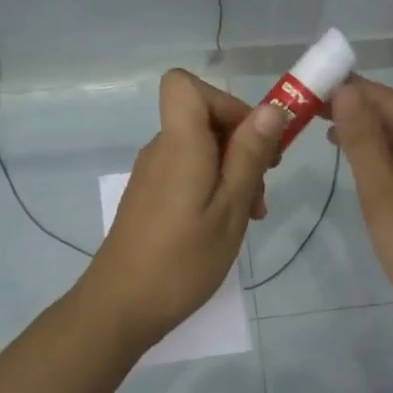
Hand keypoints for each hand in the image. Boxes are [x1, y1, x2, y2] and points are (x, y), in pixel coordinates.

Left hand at [81, 69, 285, 347]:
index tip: (252, 138)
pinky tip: (224, 225)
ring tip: (251, 215)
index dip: (224, 101)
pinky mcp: (149, 197)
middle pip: (202, 118)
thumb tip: (271, 109)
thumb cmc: (182, 261)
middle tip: (263, 188)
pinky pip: (187, 172)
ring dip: (232, 171)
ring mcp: (152, 174)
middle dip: (242, 144)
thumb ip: (249, 156)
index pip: (184, 84)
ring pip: (199, 149)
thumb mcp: (230, 209)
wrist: (121, 307)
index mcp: (179, 144)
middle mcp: (160, 150)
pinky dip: (212, 187)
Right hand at [330, 76, 392, 339]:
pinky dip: (392, 161)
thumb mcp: (383, 194)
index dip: (356, 92)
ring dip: (375, 139)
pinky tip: (366, 167)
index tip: (316, 87)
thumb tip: (346, 91)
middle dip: (363, 115)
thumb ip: (363, 141)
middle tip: (314, 115)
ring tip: (331, 138)